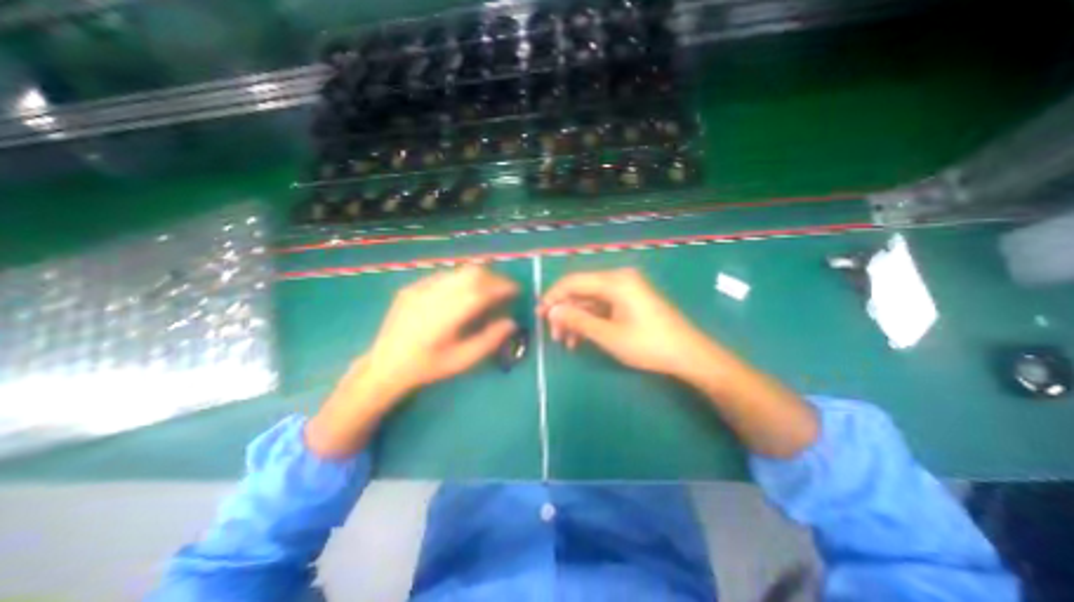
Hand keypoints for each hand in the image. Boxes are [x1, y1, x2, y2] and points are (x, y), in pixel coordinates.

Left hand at [303, 266, 518, 458]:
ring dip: (479, 276)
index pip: (480, 291)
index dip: (502, 286)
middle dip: (494, 277)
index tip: (516, 289)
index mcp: (444, 317)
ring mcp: (419, 288)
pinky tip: (463, 293)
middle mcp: (432, 296)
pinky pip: (444, 276)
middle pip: (471, 274)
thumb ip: (488, 340)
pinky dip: (462, 280)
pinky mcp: (412, 287)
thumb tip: (512, 322)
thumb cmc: (427, 367)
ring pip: (458, 271)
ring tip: (488, 289)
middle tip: (505, 289)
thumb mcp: (461, 361)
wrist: (384, 364)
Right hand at [538, 267, 815, 455]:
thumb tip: (552, 311)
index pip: (574, 281)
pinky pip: (602, 307)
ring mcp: (626, 290)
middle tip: (553, 335)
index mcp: (615, 281)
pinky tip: (581, 338)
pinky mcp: (630, 301)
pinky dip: (590, 321)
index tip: (539, 314)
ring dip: (576, 319)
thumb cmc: (649, 345)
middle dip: (565, 312)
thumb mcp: (609, 335)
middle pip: (581, 290)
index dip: (553, 297)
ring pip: (590, 301)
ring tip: (566, 342)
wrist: (689, 355)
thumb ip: (578, 321)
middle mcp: (619, 279)